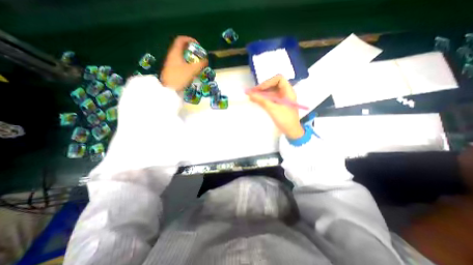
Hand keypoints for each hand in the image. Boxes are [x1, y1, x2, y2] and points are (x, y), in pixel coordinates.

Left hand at [160, 35, 206, 90]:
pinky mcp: (172, 69)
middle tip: (199, 56)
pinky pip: (181, 62)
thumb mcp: (192, 70)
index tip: (198, 46)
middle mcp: (172, 55)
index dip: (190, 39)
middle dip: (192, 50)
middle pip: (182, 48)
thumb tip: (206, 60)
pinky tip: (192, 71)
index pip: (181, 39)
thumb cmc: (180, 77)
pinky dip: (187, 63)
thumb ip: (200, 64)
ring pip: (181, 56)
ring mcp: (171, 63)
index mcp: (175, 52)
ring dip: (190, 58)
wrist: (169, 89)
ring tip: (197, 64)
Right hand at [247, 75, 302, 138]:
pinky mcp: (279, 104)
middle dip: (263, 88)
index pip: (279, 79)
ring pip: (271, 91)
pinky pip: (271, 98)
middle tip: (252, 92)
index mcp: (288, 91)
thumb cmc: (285, 120)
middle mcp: (286, 92)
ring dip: (262, 93)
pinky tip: (257, 100)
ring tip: (252, 96)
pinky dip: (264, 98)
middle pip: (273, 85)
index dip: (268, 82)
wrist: (291, 131)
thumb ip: (261, 101)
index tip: (259, 89)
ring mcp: (282, 98)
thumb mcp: (273, 109)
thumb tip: (250, 94)